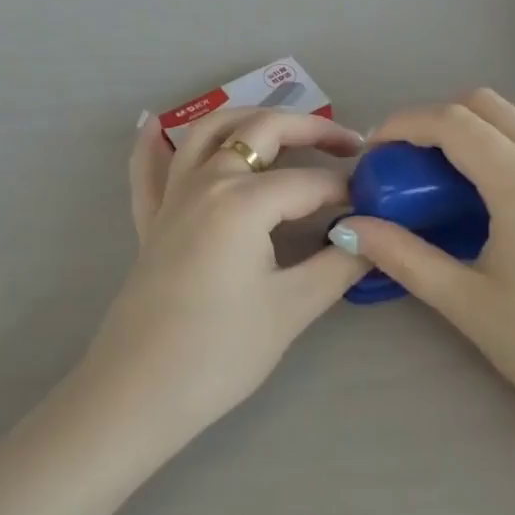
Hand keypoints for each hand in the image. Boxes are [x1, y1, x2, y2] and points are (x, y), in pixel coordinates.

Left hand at [80, 108, 368, 445]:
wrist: (137, 395)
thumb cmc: (220, 351)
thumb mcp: (292, 307)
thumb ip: (340, 263)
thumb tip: (375, 236)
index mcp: (243, 199)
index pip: (311, 182)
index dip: (349, 191)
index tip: (377, 205)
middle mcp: (207, 180)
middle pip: (264, 130)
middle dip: (313, 129)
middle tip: (350, 145)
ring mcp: (173, 197)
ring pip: (209, 131)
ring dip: (250, 119)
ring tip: (285, 128)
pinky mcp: (151, 220)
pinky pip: (149, 169)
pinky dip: (152, 142)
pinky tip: (154, 125)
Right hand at [333, 90, 514, 431]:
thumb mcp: (465, 303)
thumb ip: (403, 256)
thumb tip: (347, 227)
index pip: (453, 124)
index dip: (407, 124)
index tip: (380, 148)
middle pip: (489, 105)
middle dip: (441, 120)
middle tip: (417, 162)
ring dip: (493, 120)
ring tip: (471, 160)